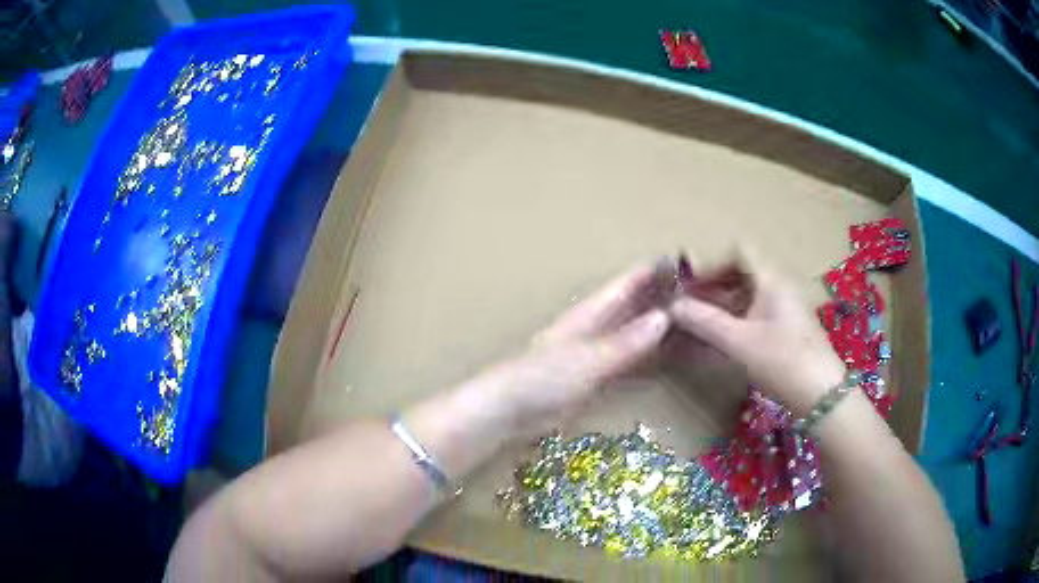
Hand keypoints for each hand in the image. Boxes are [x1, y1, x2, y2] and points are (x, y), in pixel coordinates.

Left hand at [473, 263, 669, 437]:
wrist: (510, 407)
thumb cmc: (544, 377)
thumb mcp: (590, 359)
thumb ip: (627, 341)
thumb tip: (664, 317)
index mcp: (590, 312)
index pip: (626, 283)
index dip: (652, 270)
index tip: (683, 262)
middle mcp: (593, 324)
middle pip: (631, 302)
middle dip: (659, 294)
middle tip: (695, 291)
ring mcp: (592, 348)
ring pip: (630, 327)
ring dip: (653, 321)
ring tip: (686, 318)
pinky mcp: (590, 372)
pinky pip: (625, 354)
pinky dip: (644, 351)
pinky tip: (660, 353)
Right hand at [668, 251, 844, 416]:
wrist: (821, 395)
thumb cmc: (782, 361)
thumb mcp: (739, 342)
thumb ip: (705, 321)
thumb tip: (672, 307)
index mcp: (771, 279)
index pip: (739, 251)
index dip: (712, 262)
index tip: (691, 285)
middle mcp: (779, 286)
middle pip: (742, 272)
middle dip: (712, 286)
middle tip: (688, 306)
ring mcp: (784, 308)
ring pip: (747, 295)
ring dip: (721, 305)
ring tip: (699, 325)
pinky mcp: (786, 328)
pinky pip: (755, 313)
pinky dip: (734, 320)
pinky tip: (720, 340)